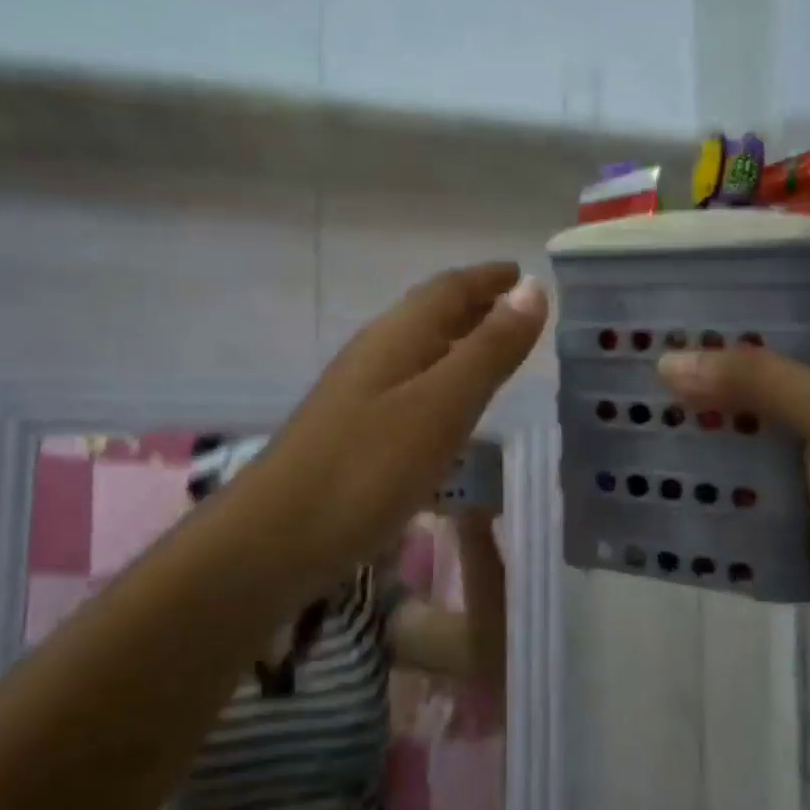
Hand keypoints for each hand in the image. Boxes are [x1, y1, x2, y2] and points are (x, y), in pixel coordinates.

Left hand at [224, 264, 545, 596]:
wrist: (278, 538)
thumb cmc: (368, 469)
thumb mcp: (442, 406)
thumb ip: (489, 349)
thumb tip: (532, 288)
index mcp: (397, 337)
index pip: (449, 288)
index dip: (489, 278)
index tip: (524, 272)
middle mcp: (375, 354)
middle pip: (431, 314)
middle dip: (476, 306)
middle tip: (521, 311)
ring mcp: (359, 393)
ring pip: (419, 351)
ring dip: (459, 343)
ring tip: (496, 353)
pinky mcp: (353, 431)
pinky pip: (409, 387)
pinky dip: (441, 381)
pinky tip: (450, 409)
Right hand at [656, 316, 809, 604]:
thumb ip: (757, 379)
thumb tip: (671, 362)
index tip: (773, 317)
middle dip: (768, 371)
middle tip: (709, 357)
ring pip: (794, 431)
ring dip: (750, 420)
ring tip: (690, 401)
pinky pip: (779, 477)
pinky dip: (746, 467)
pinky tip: (701, 458)